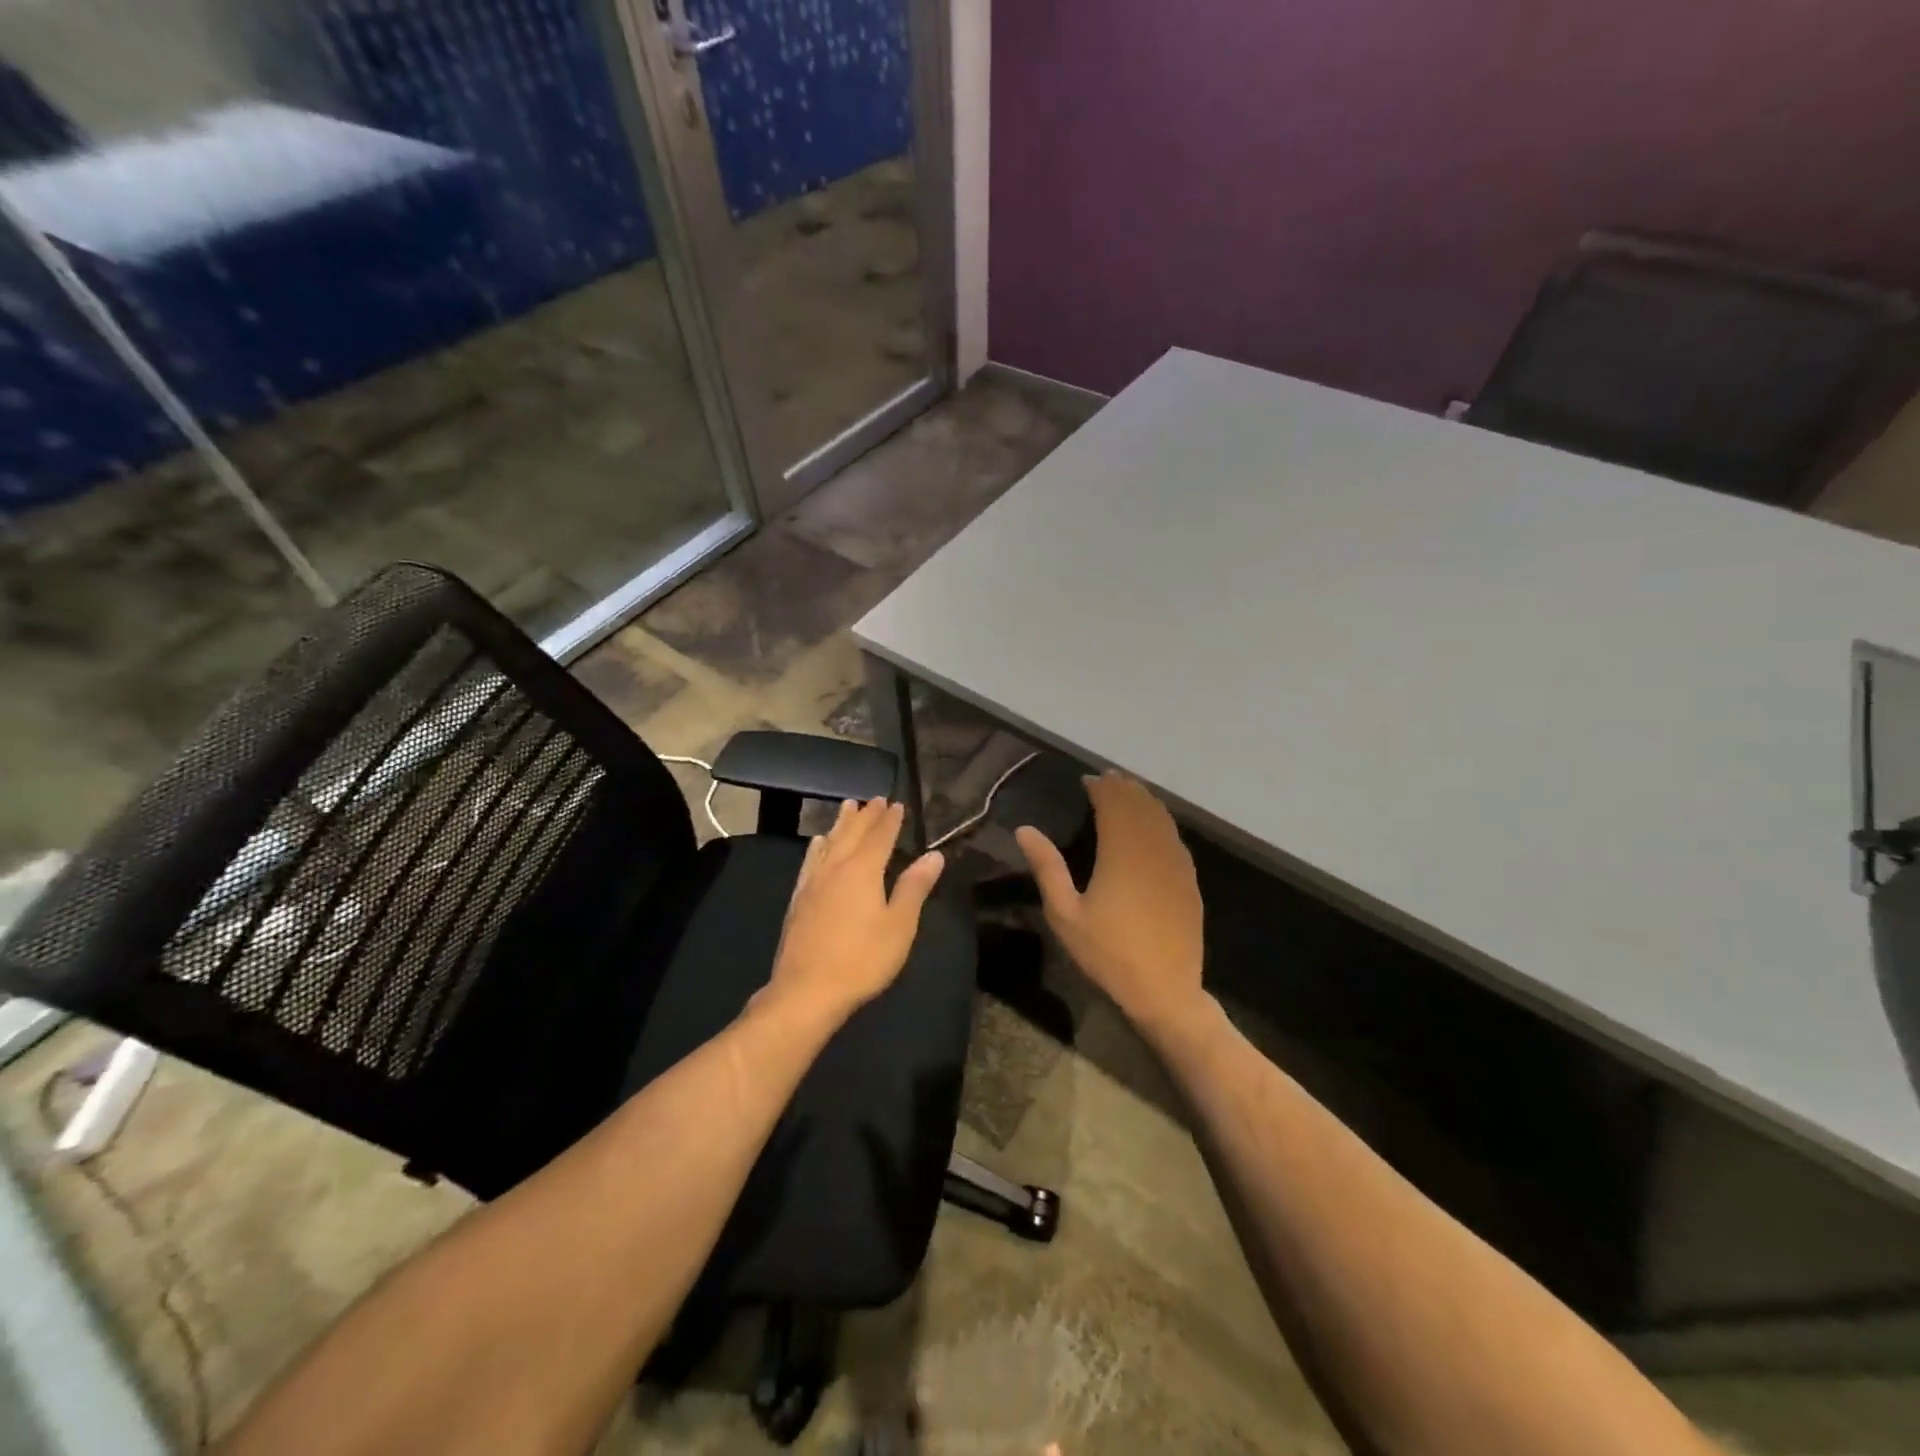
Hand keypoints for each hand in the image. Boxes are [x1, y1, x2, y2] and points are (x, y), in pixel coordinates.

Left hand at [766, 798, 944, 1024]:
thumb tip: (934, 856)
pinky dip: (817, 847)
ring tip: (847, 807)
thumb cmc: (862, 959)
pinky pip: (810, 862)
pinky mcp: (798, 900)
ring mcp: (813, 883)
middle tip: (874, 799)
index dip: (890, 820)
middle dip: (866, 816)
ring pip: (829, 843)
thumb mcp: (899, 925)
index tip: (896, 804)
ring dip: (840, 824)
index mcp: (863, 870)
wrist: (806, 990)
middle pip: (852, 834)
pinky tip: (817, 845)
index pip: (880, 836)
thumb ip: (915, 887)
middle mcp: (836, 868)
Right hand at [1015, 772, 1206, 1036]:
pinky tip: (1153, 827)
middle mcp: (1152, 849)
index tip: (1087, 780)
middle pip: (1140, 806)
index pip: (1114, 804)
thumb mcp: (1065, 914)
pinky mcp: (1189, 880)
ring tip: (1128, 793)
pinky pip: (1174, 838)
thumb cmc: (1108, 953)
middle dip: (1123, 788)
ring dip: (1144, 801)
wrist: (1165, 991)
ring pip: (1162, 819)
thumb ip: (1046, 868)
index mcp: (1121, 852)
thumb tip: (1025, 829)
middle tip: (1107, 780)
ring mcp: (1176, 864)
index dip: (1101, 788)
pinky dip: (1161, 822)